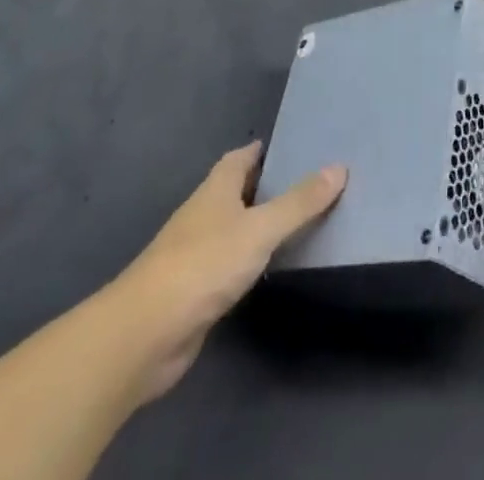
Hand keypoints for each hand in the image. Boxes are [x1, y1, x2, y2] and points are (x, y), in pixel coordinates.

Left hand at [106, 142, 344, 401]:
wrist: (144, 336)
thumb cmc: (203, 265)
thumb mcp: (260, 229)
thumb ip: (300, 202)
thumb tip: (339, 166)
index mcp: (215, 190)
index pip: (241, 158)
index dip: (265, 151)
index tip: (295, 147)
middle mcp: (203, 215)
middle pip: (237, 191)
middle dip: (267, 186)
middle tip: (309, 184)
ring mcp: (195, 255)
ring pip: (234, 229)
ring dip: (259, 225)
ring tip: (299, 222)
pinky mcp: (194, 292)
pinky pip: (229, 264)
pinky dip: (250, 260)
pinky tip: (270, 268)